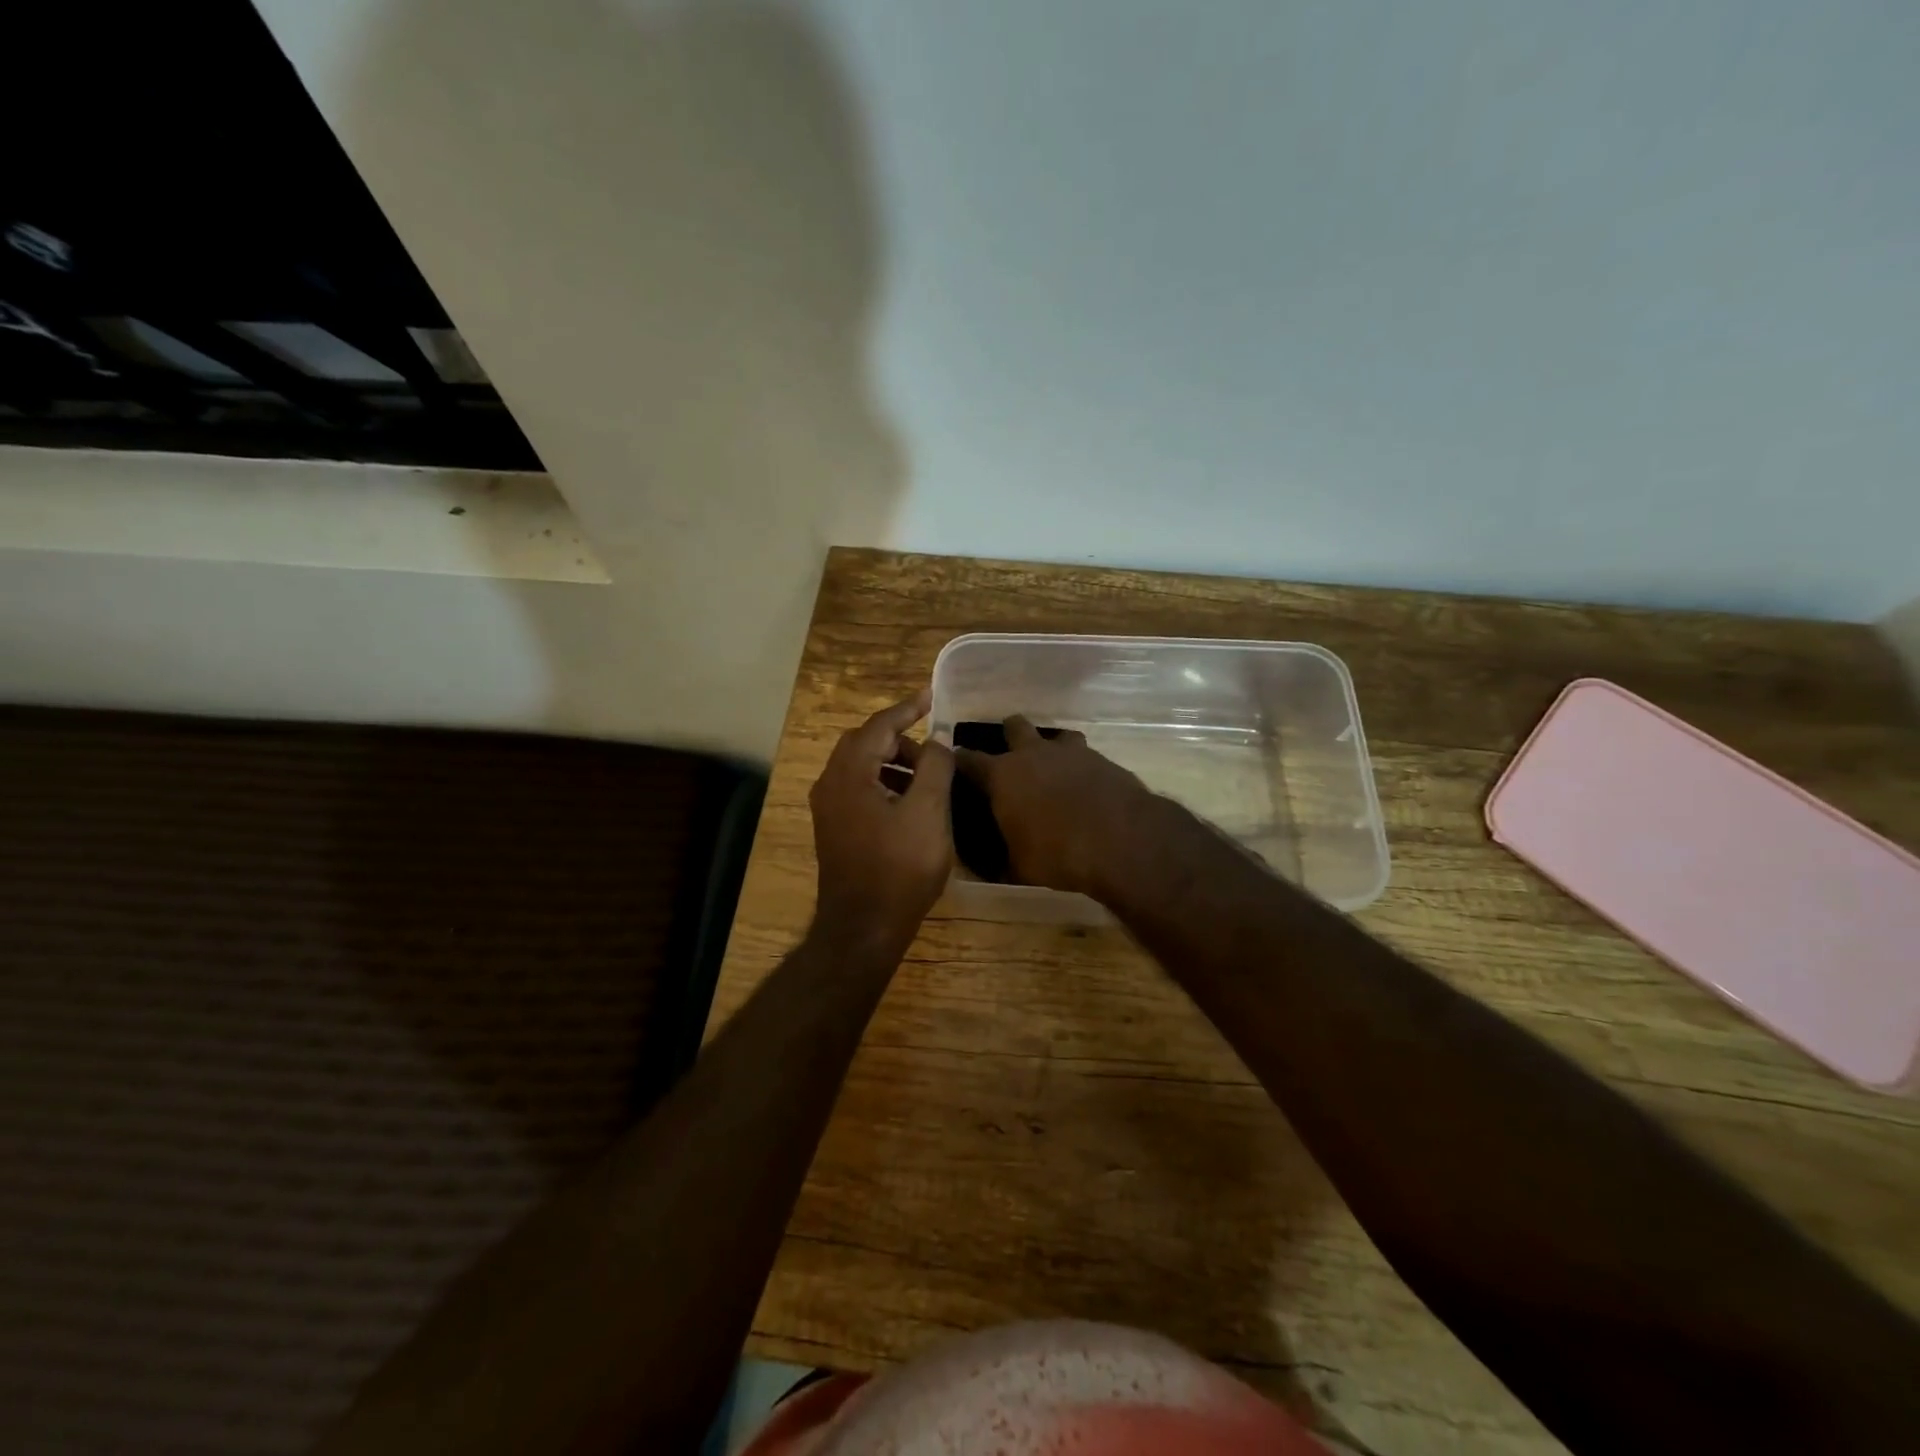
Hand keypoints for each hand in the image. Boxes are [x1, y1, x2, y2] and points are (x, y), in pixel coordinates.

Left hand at [809, 690, 955, 948]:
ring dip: (893, 762)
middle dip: (899, 736)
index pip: (879, 725)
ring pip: (861, 767)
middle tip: (933, 743)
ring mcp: (829, 809)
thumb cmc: (899, 868)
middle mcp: (830, 784)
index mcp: (849, 773)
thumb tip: (936, 739)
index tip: (931, 696)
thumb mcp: (928, 812)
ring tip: (928, 774)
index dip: (907, 708)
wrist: (863, 928)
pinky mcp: (834, 829)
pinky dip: (884, 783)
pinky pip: (858, 789)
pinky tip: (910, 802)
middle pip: (865, 743)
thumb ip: (934, 767)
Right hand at [954, 715, 1154, 896]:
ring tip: (1054, 771)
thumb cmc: (1057, 854)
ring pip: (1055, 734)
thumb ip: (1000, 859)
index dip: (959, 760)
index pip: (968, 759)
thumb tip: (988, 866)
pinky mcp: (1101, 759)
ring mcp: (1070, 752)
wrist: (1120, 840)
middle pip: (1014, 726)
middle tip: (1011, 760)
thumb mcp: (1018, 867)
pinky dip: (1080, 767)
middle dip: (1009, 736)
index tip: (954, 764)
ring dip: (1051, 749)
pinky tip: (1084, 788)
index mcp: (1002, 776)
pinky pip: (1084, 755)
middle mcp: (1032, 754)